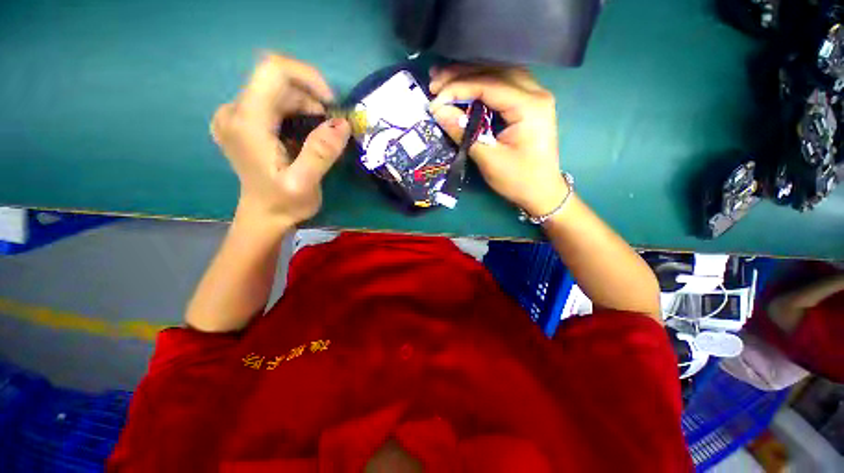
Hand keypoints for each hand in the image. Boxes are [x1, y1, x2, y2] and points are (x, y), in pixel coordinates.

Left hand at [211, 54, 350, 228]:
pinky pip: (271, 101)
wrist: (263, 217)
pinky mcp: (241, 121)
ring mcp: (234, 115)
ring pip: (276, 90)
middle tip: (330, 129)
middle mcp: (234, 111)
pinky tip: (303, 135)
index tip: (331, 104)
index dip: (308, 78)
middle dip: (310, 98)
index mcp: (247, 122)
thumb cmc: (284, 204)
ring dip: (304, 107)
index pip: (273, 70)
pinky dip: (295, 112)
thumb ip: (321, 152)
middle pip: (276, 81)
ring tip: (319, 135)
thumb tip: (342, 122)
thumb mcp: (305, 183)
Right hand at [429, 66, 567, 216]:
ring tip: (444, 79)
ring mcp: (535, 97)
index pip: (488, 85)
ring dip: (471, 75)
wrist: (542, 192)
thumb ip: (464, 132)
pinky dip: (482, 84)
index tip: (435, 100)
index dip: (458, 89)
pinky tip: (465, 86)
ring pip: (499, 74)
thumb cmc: (518, 180)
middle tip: (434, 82)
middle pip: (495, 71)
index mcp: (529, 106)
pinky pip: (504, 85)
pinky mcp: (529, 105)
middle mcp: (536, 93)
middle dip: (462, 75)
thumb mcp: (489, 159)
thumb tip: (439, 112)